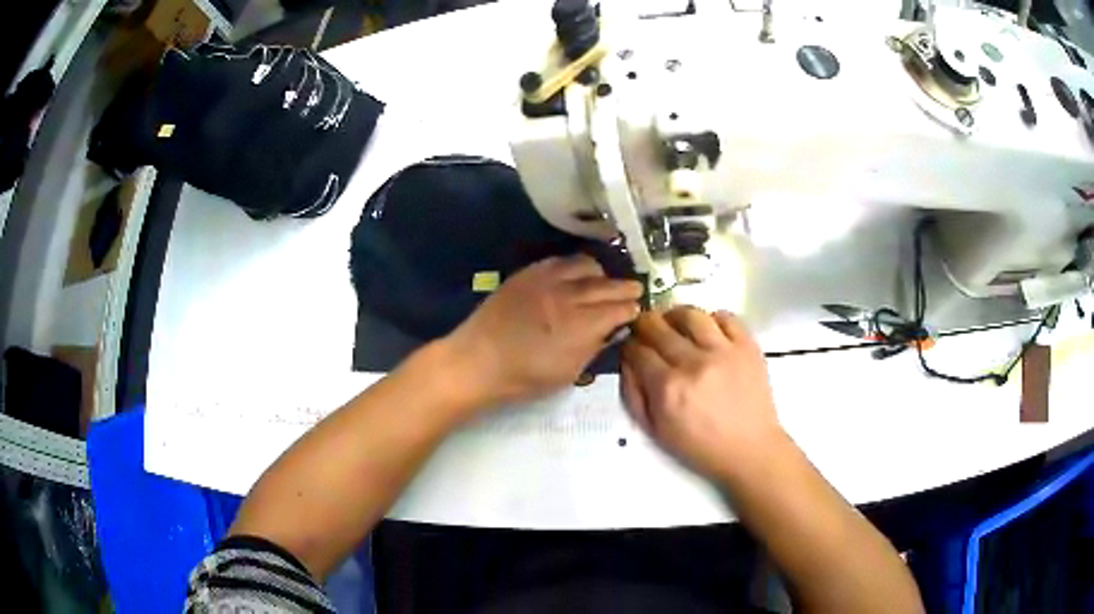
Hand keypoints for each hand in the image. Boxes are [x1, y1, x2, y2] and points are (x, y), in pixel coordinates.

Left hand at [442, 255, 642, 412]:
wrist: (478, 360)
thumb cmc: (524, 377)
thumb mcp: (568, 373)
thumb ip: (594, 347)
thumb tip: (612, 329)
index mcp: (581, 326)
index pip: (618, 309)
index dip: (630, 309)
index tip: (636, 309)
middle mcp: (568, 296)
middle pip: (607, 285)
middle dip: (625, 287)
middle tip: (635, 289)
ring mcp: (547, 280)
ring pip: (585, 265)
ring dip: (601, 273)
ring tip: (605, 281)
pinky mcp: (528, 273)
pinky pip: (559, 260)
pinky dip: (575, 266)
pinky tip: (577, 274)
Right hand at [621, 307, 783, 478]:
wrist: (749, 450)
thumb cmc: (700, 446)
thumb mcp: (655, 431)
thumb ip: (634, 395)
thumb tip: (627, 362)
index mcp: (667, 388)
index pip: (637, 349)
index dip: (629, 345)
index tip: (631, 347)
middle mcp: (693, 363)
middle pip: (658, 326)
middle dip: (645, 325)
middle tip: (647, 330)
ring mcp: (723, 351)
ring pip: (690, 314)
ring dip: (675, 315)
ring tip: (675, 325)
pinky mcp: (747, 346)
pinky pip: (726, 317)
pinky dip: (712, 319)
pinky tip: (708, 331)